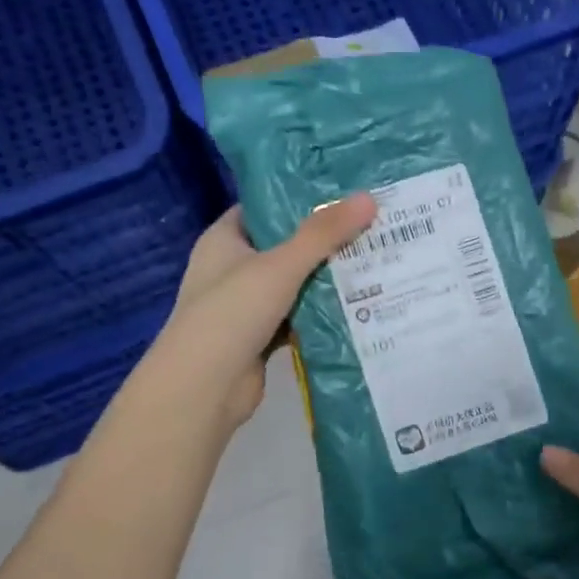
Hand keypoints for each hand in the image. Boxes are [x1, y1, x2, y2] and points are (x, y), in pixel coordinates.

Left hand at [161, 195, 376, 428]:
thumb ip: (323, 234)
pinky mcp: (261, 336)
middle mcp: (232, 268)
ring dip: (327, 276)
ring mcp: (246, 305)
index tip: (342, 191)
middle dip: (324, 239)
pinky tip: (359, 303)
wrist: (204, 388)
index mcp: (224, 240)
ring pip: (294, 283)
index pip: (264, 207)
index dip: (299, 197)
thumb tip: (368, 199)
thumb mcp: (280, 265)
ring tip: (375, 257)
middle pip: (284, 245)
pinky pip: (298, 316)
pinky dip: (321, 312)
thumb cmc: (232, 312)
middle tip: (371, 223)